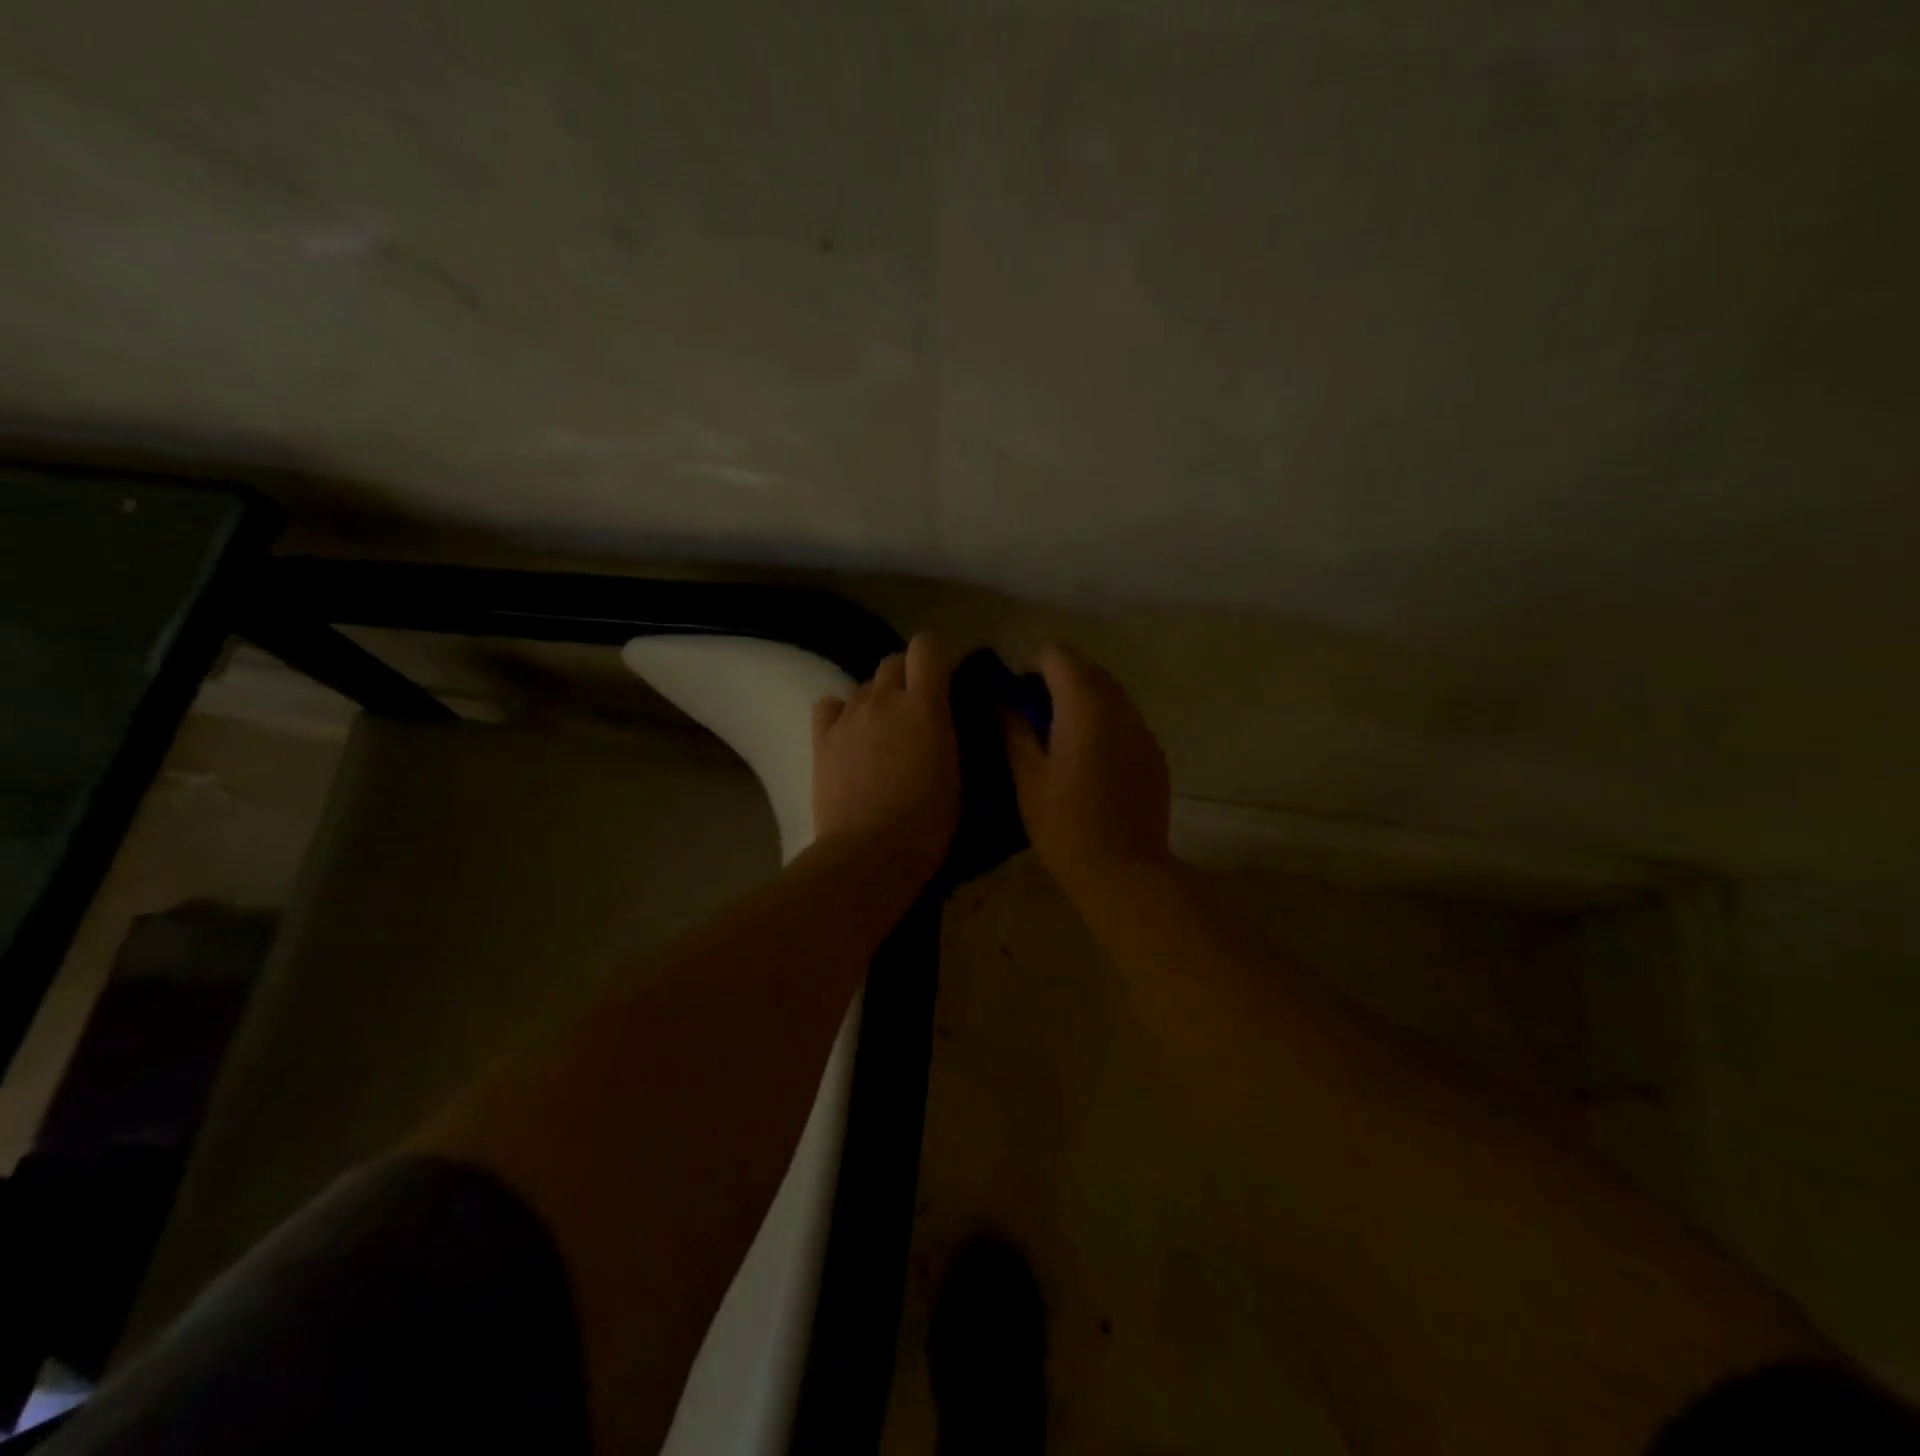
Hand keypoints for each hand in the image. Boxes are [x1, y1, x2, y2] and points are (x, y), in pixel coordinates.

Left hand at [812, 632, 960, 877]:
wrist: (870, 852)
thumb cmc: (927, 821)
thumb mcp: (955, 770)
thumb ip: (947, 730)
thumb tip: (942, 715)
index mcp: (924, 705)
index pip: (928, 646)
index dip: (937, 654)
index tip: (946, 676)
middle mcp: (884, 699)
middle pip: (893, 661)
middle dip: (907, 675)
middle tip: (917, 709)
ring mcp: (848, 716)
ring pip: (864, 686)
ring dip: (878, 698)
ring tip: (884, 731)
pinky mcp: (822, 738)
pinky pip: (830, 705)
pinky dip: (842, 712)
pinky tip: (850, 734)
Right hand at [1001, 644, 1172, 896]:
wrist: (1123, 871)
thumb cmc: (1065, 825)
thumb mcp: (1027, 777)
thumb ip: (1014, 729)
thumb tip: (1001, 701)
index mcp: (1084, 706)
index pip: (1059, 655)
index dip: (1032, 666)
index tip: (1017, 696)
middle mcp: (1120, 707)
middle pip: (1087, 669)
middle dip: (1058, 680)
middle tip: (1034, 717)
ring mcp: (1143, 729)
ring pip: (1110, 692)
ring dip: (1083, 700)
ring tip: (1061, 739)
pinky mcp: (1155, 752)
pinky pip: (1126, 719)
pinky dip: (1104, 723)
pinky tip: (1090, 761)